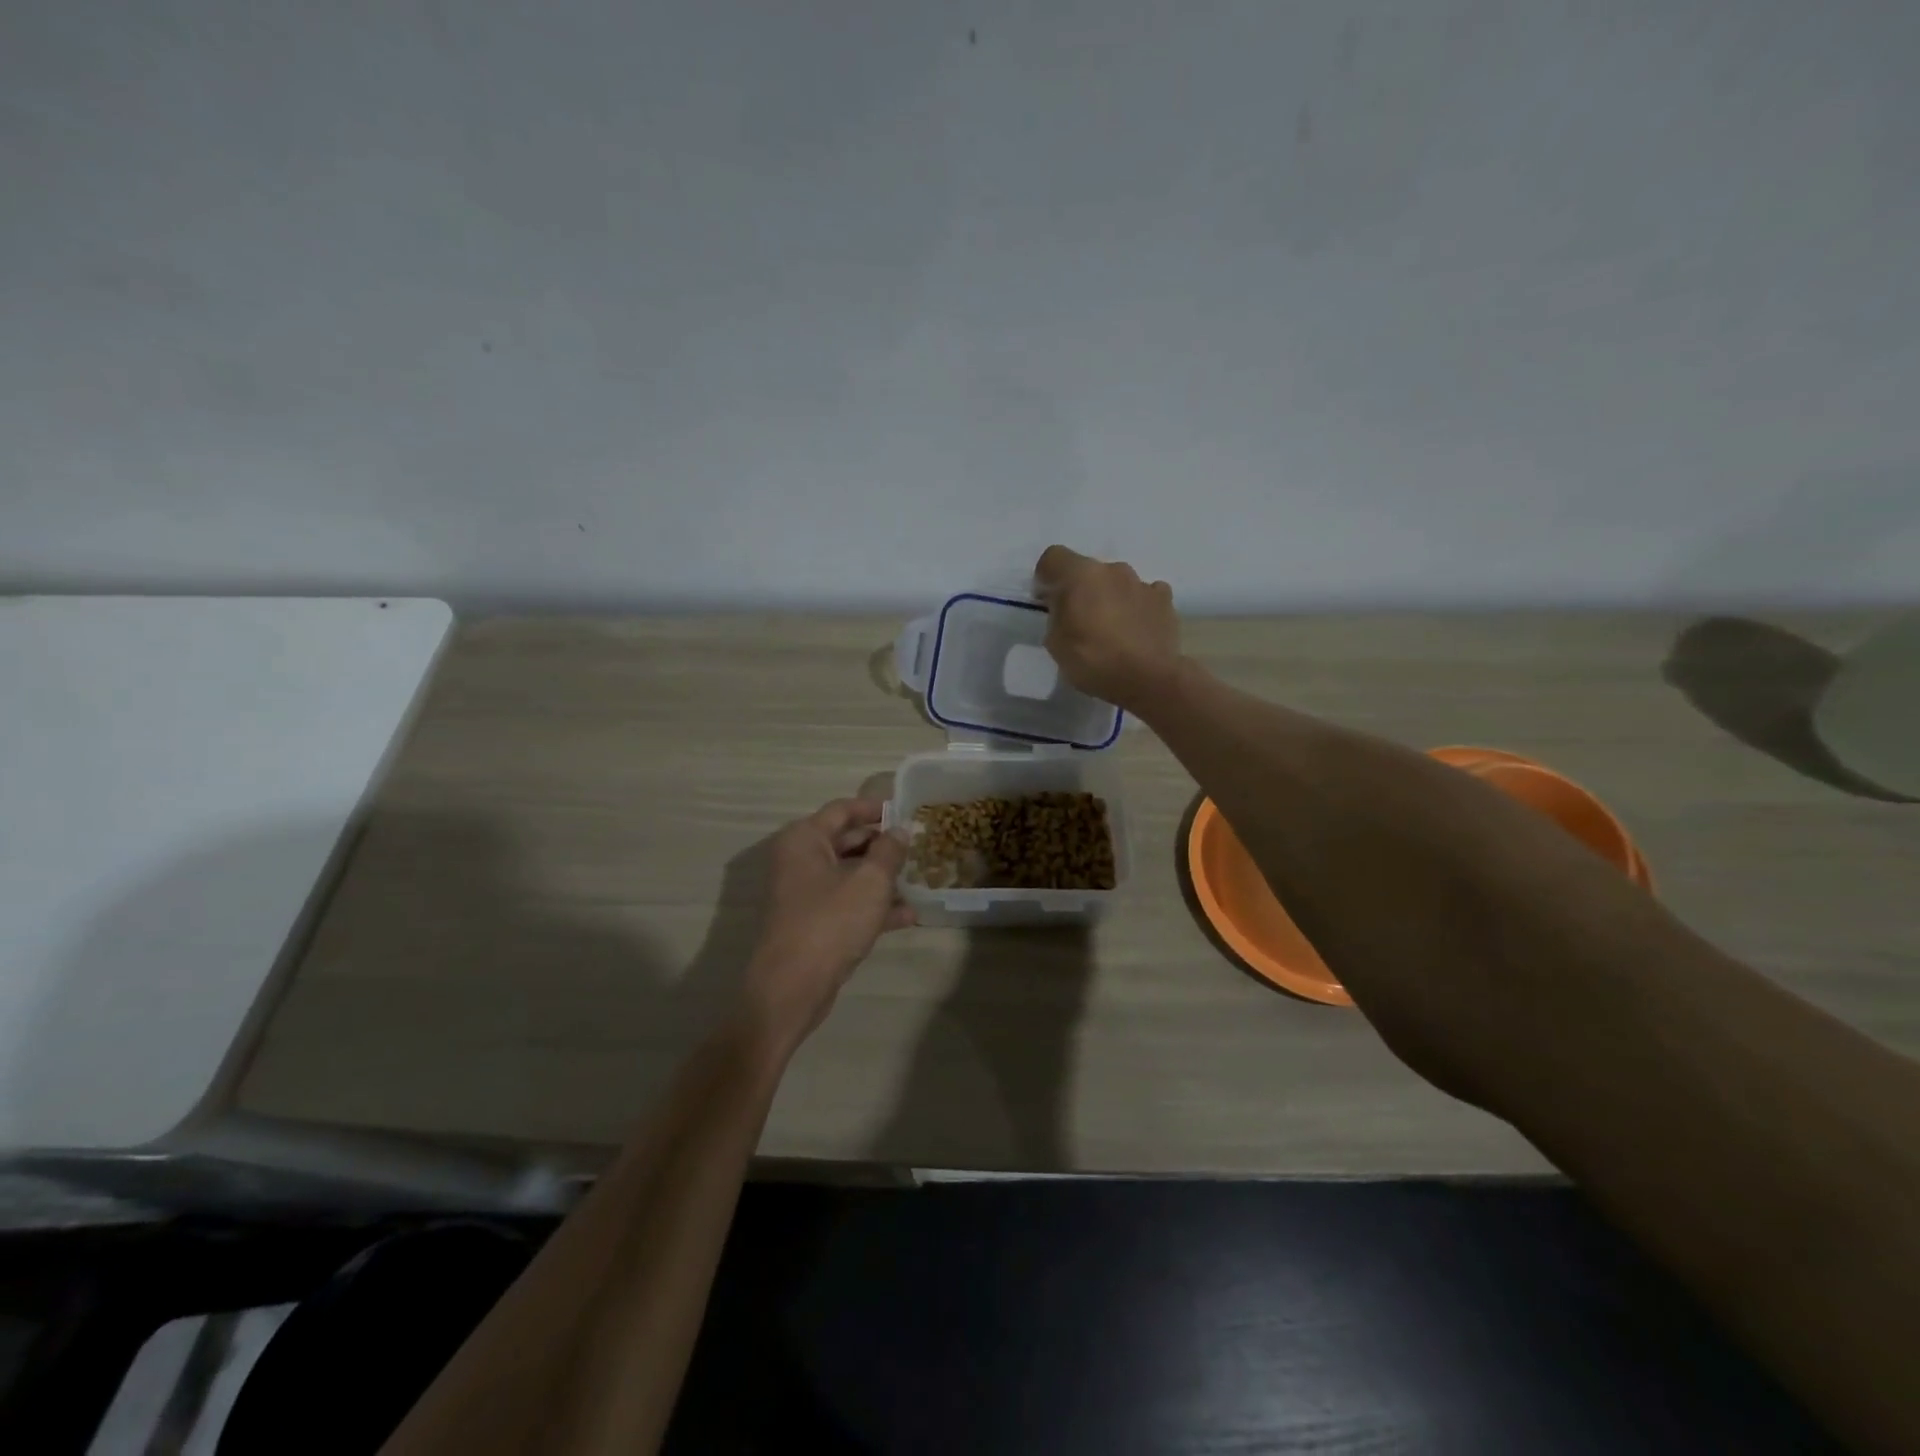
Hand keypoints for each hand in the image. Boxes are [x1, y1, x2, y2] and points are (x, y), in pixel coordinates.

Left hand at [743, 798, 912, 1052]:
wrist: (791, 989)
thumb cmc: (830, 923)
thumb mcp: (870, 883)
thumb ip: (889, 852)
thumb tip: (900, 830)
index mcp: (805, 839)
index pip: (843, 809)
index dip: (875, 808)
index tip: (905, 810)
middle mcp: (799, 860)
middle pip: (846, 840)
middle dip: (882, 844)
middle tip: (917, 845)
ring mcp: (804, 893)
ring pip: (849, 874)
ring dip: (882, 877)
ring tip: (919, 878)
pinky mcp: (812, 922)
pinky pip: (847, 902)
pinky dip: (873, 905)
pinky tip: (908, 916)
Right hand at [1034, 545, 1180, 710]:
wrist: (1148, 679)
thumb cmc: (1094, 661)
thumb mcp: (1056, 643)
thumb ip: (1055, 615)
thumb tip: (1062, 605)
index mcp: (1081, 575)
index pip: (1053, 557)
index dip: (1046, 577)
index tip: (1046, 601)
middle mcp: (1113, 570)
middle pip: (1088, 571)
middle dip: (1080, 589)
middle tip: (1078, 620)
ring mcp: (1142, 583)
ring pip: (1117, 582)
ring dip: (1109, 597)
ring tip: (1111, 628)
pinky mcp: (1164, 600)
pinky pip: (1144, 594)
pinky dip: (1136, 606)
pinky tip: (1135, 628)